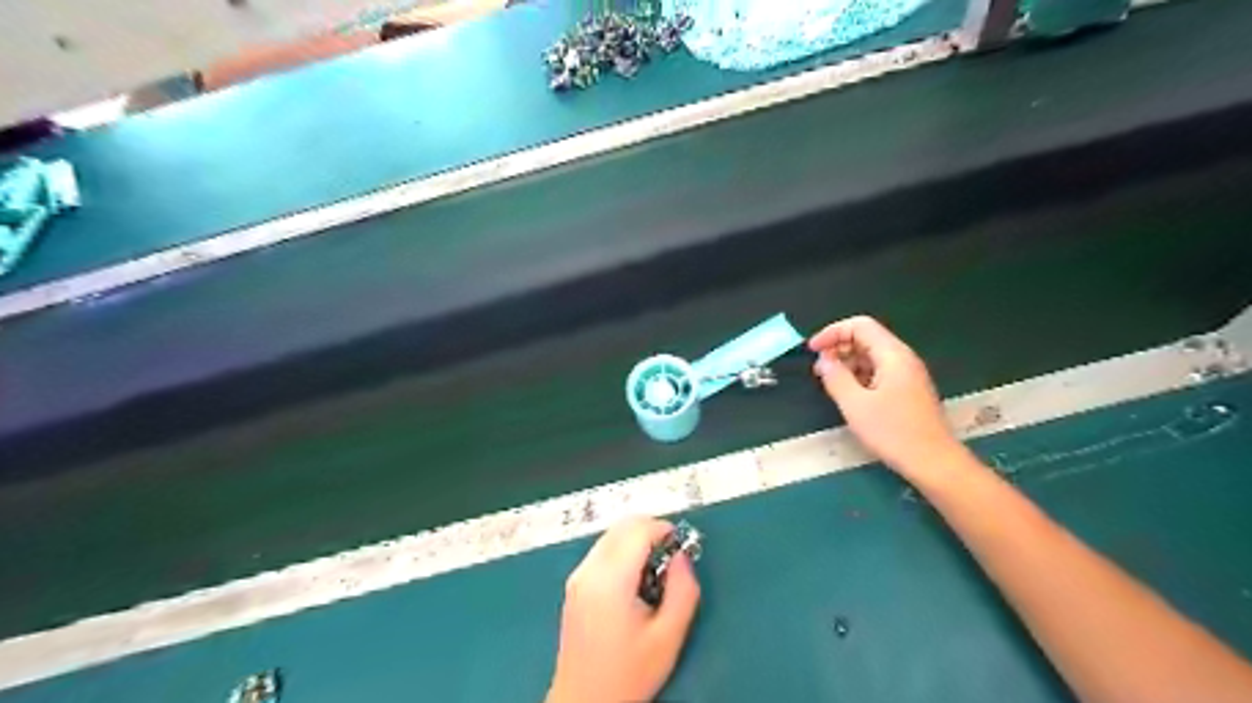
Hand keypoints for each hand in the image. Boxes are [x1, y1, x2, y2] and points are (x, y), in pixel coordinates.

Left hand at [548, 517, 702, 702]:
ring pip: (610, 536)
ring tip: (655, 573)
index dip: (663, 529)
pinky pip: (602, 551)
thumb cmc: (628, 674)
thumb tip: (682, 556)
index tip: (682, 545)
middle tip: (672, 557)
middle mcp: (588, 570)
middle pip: (622, 526)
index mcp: (610, 580)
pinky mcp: (574, 585)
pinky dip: (622, 551)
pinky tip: (635, 582)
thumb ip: (682, 590)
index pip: (637, 531)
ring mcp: (577, 576)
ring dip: (636, 540)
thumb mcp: (668, 637)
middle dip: (650, 530)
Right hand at [813, 315, 964, 475]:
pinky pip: (879, 371)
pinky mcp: (908, 390)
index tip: (812, 350)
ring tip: (830, 383)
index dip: (832, 332)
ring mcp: (908, 374)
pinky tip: (849, 394)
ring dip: (848, 363)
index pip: (860, 326)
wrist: (933, 462)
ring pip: (872, 356)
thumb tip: (824, 360)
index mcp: (893, 355)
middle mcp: (903, 358)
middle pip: (866, 338)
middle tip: (819, 369)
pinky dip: (860, 375)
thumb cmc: (893, 432)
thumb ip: (836, 377)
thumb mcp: (855, 405)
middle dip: (838, 348)